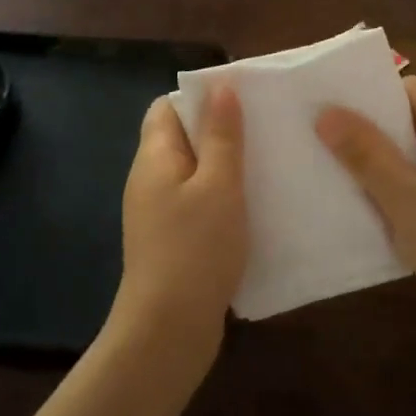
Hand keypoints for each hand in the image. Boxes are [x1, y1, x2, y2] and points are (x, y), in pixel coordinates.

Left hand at [107, 87, 247, 371]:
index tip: (242, 100)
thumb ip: (222, 136)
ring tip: (266, 164)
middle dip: (219, 131)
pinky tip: (252, 207)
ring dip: (224, 166)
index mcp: (154, 157)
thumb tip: (221, 87)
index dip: (201, 98)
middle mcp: (149, 179)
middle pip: (181, 138)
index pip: (167, 107)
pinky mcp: (171, 239)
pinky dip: (221, 198)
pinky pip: (196, 203)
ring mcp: (157, 212)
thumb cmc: (195, 248)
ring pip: (193, 172)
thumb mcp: (219, 185)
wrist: (168, 328)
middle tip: (263, 130)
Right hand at [316, 77, 415, 361]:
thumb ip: (366, 155)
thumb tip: (326, 112)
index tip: (335, 105)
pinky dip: (390, 187)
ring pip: (412, 156)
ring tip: (333, 166)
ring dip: (378, 161)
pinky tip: (361, 202)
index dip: (376, 94)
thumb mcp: (405, 200)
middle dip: (371, 128)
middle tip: (324, 134)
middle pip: (413, 122)